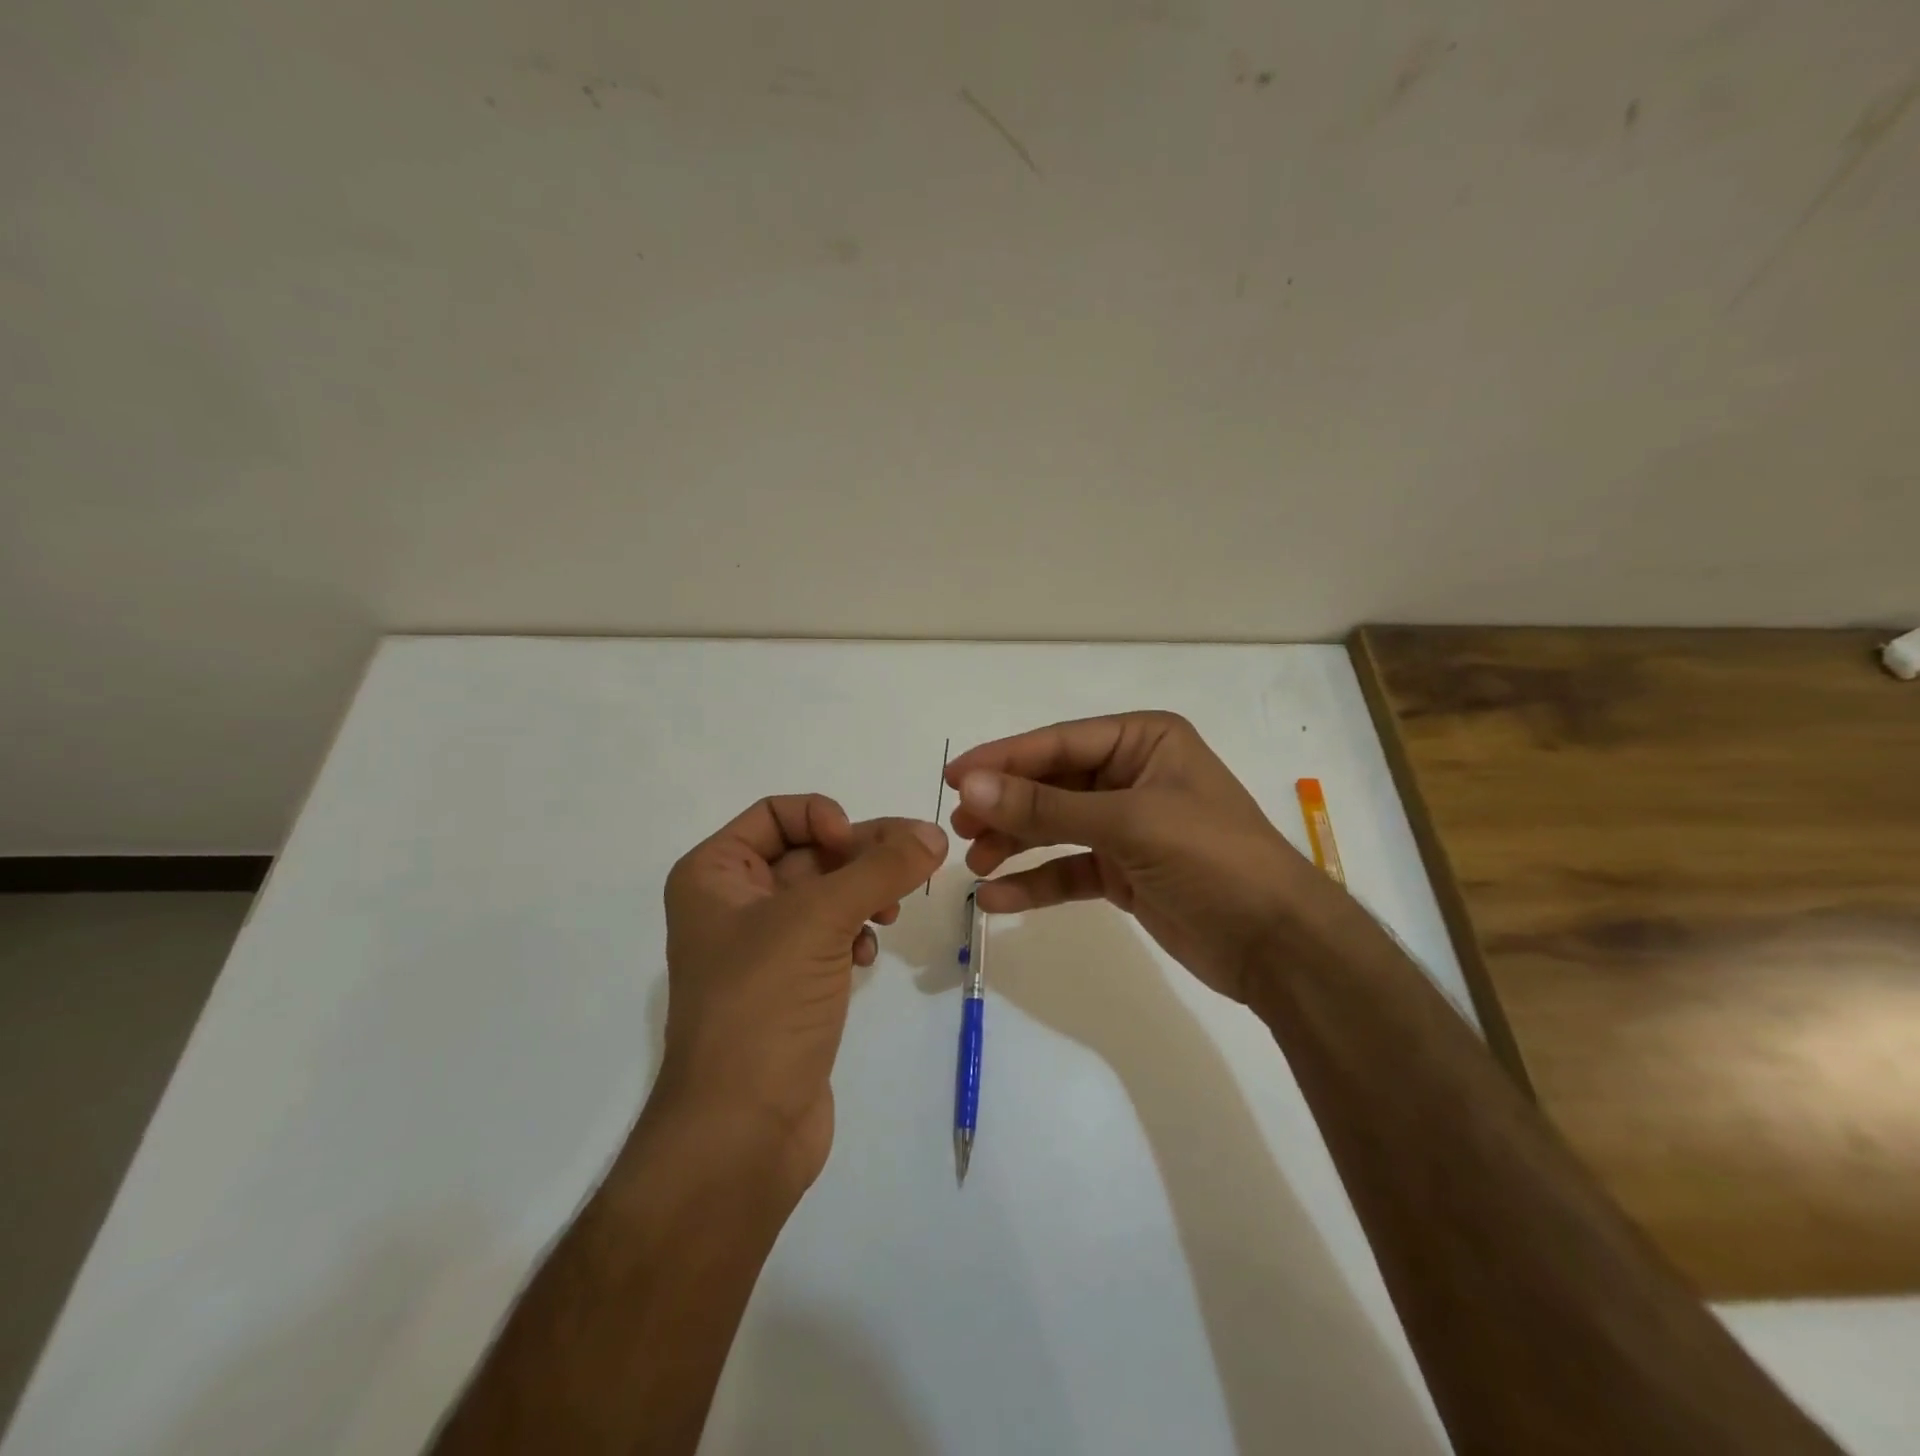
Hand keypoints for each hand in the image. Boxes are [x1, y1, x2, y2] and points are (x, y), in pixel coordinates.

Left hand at [657, 796, 947, 1195]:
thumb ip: (881, 869)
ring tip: (891, 913)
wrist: (741, 1132)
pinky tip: (868, 954)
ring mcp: (763, 947)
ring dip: (865, 893)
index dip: (823, 818)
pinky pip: (832, 935)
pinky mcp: (792, 985)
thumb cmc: (762, 1006)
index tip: (858, 846)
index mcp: (714, 874)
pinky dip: (856, 933)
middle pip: (810, 851)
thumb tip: (935, 832)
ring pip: (827, 894)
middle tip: (916, 862)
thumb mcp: (818, 921)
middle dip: (861, 855)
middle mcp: (733, 902)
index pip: (777, 813)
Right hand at [946, 712, 1326, 1003]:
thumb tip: (970, 786)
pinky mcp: (1125, 871)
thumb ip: (1045, 808)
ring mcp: (1129, 825)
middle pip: (1052, 784)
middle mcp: (1133, 775)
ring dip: (1014, 843)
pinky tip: (997, 898)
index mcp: (1144, 741)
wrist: (1278, 945)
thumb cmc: (1212, 859)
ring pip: (1055, 827)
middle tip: (957, 827)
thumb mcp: (1128, 824)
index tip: (952, 777)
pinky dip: (1035, 882)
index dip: (1003, 759)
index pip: (1059, 743)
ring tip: (974, 863)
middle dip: (1005, 806)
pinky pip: (1069, 869)